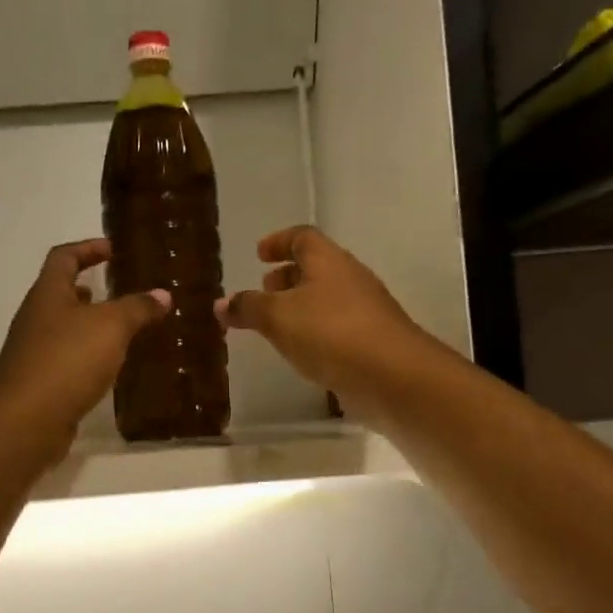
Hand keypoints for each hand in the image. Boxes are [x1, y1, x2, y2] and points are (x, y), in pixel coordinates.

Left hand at [0, 238, 169, 455]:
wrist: (27, 419)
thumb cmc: (68, 359)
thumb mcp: (111, 326)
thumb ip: (137, 308)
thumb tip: (162, 295)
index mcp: (47, 294)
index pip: (64, 257)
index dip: (88, 248)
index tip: (112, 250)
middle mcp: (35, 318)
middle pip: (60, 293)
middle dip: (90, 289)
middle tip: (121, 292)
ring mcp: (33, 352)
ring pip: (64, 328)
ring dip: (90, 325)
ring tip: (123, 330)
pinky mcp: (39, 382)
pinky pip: (67, 358)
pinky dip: (88, 355)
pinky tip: (109, 367)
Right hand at [218, 226, 433, 410]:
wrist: (392, 375)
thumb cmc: (330, 333)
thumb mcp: (278, 318)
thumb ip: (248, 308)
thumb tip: (221, 303)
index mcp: (328, 261)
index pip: (302, 237)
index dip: (279, 241)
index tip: (259, 254)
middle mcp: (349, 278)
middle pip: (316, 267)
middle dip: (288, 276)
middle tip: (264, 290)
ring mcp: (364, 310)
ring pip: (326, 298)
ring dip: (300, 305)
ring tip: (276, 325)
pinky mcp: (370, 340)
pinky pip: (336, 326)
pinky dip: (314, 330)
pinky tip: (301, 351)